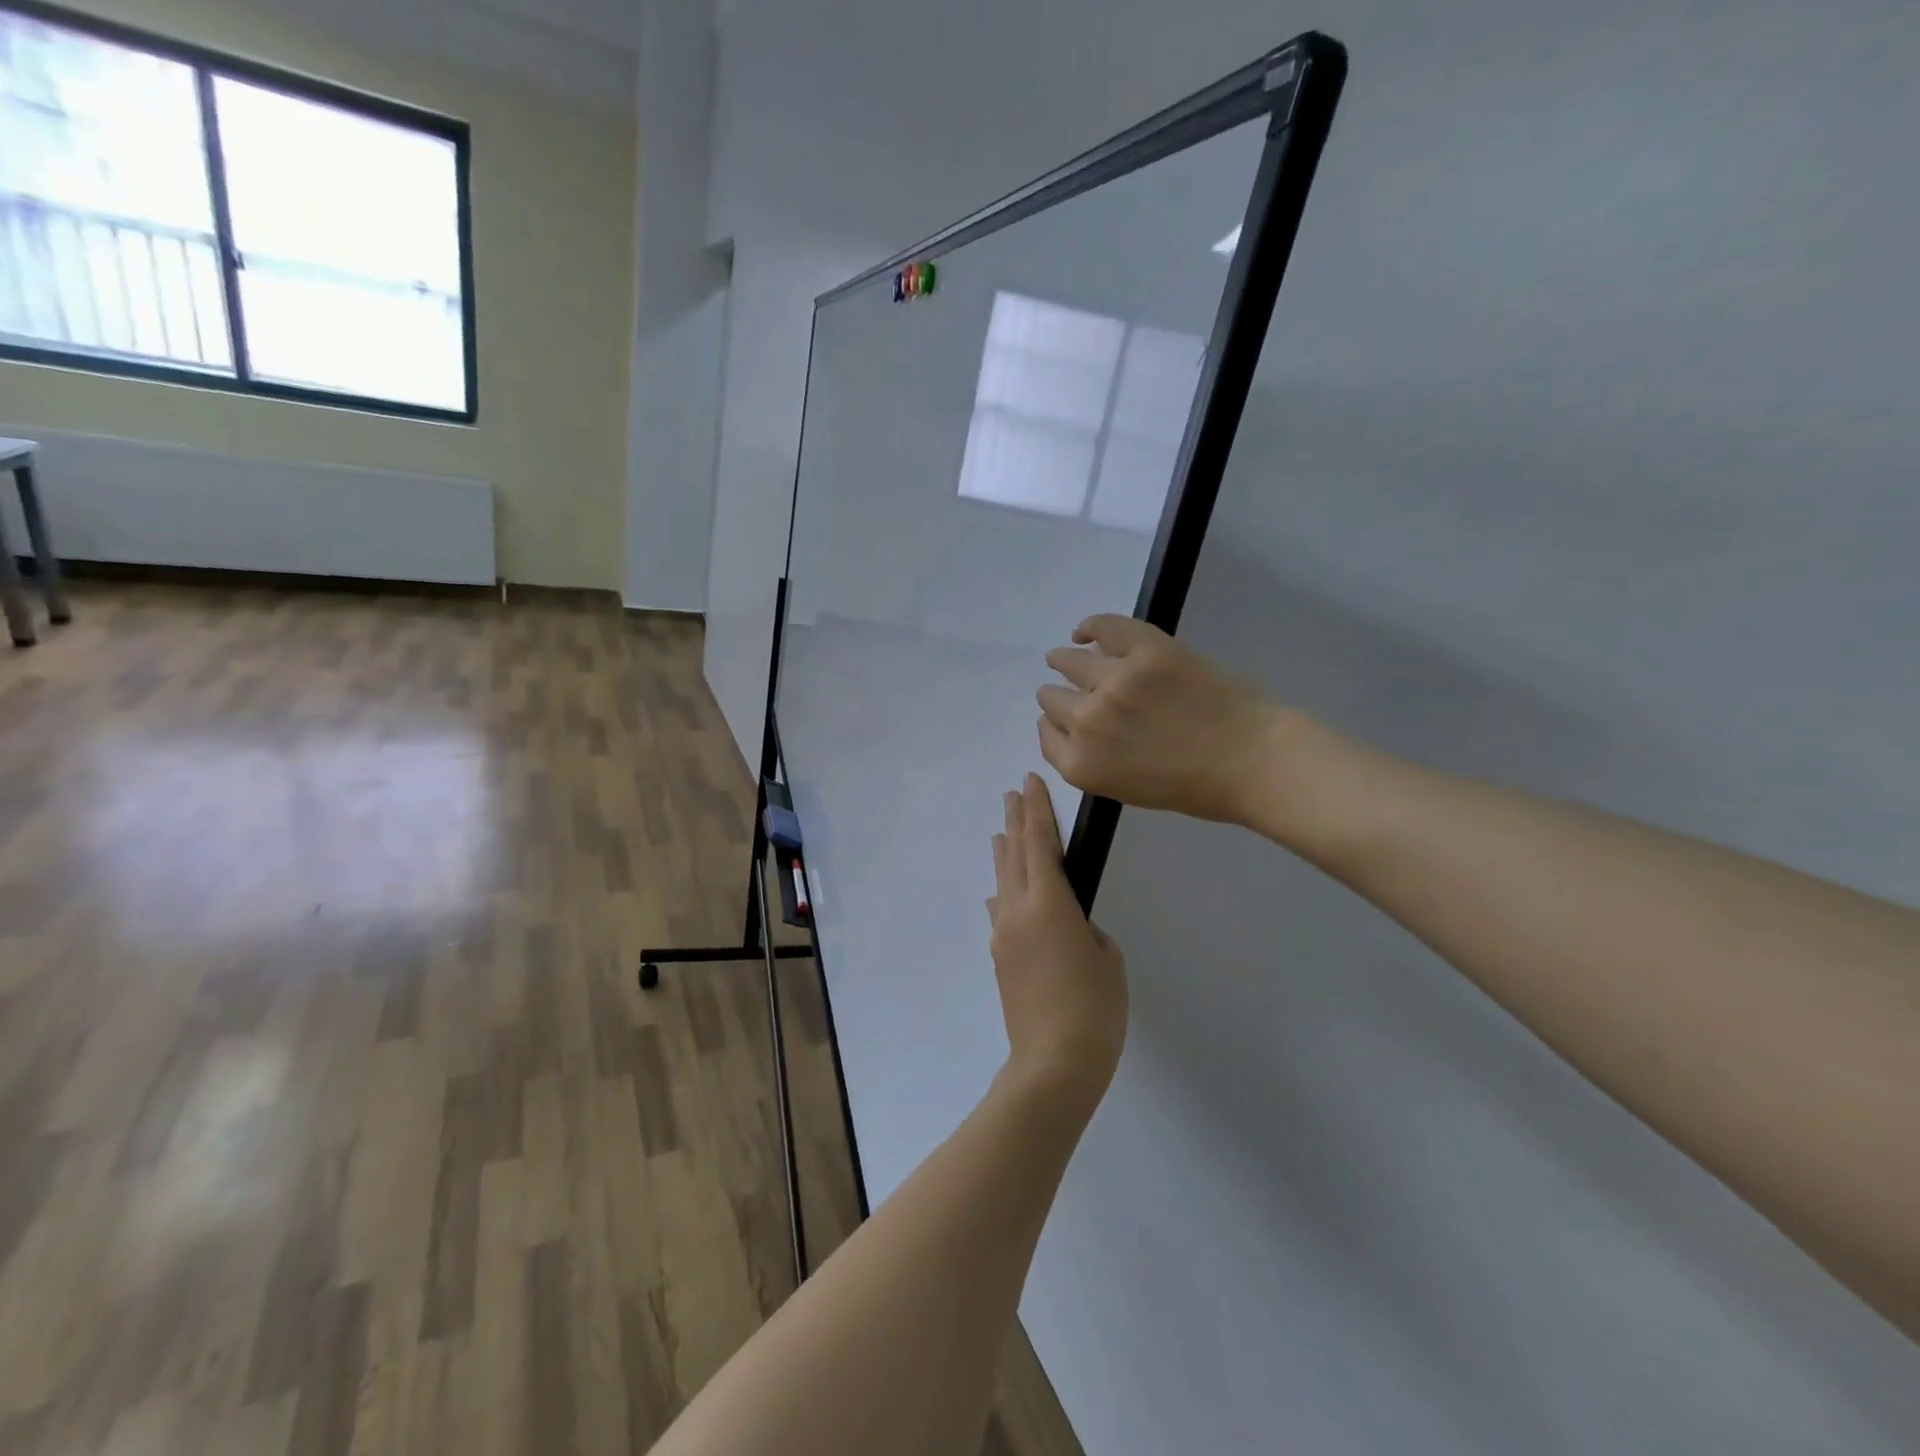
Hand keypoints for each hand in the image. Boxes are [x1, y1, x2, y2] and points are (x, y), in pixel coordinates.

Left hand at [987, 774, 1127, 1102]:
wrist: (1052, 1063)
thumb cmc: (1093, 1008)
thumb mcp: (1107, 958)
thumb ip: (1085, 929)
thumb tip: (1064, 925)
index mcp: (1048, 902)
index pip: (1040, 842)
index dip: (1037, 809)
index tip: (1031, 782)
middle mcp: (1017, 910)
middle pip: (1013, 854)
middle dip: (1015, 821)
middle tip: (1014, 794)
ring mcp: (1003, 934)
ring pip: (1002, 881)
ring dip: (1004, 853)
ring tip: (1001, 831)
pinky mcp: (999, 958)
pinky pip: (1000, 912)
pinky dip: (1003, 892)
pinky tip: (999, 894)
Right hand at [1038, 614, 1282, 824]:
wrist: (1251, 760)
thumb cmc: (1193, 787)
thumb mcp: (1125, 789)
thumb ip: (1092, 759)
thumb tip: (1077, 727)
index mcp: (1080, 764)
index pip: (1046, 734)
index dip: (1056, 725)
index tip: (1067, 719)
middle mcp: (1086, 721)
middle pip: (1051, 698)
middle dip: (1060, 696)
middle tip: (1073, 691)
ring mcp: (1113, 681)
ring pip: (1069, 662)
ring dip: (1064, 661)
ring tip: (1065, 656)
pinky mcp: (1143, 649)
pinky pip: (1103, 628)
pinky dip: (1090, 628)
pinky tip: (1085, 632)